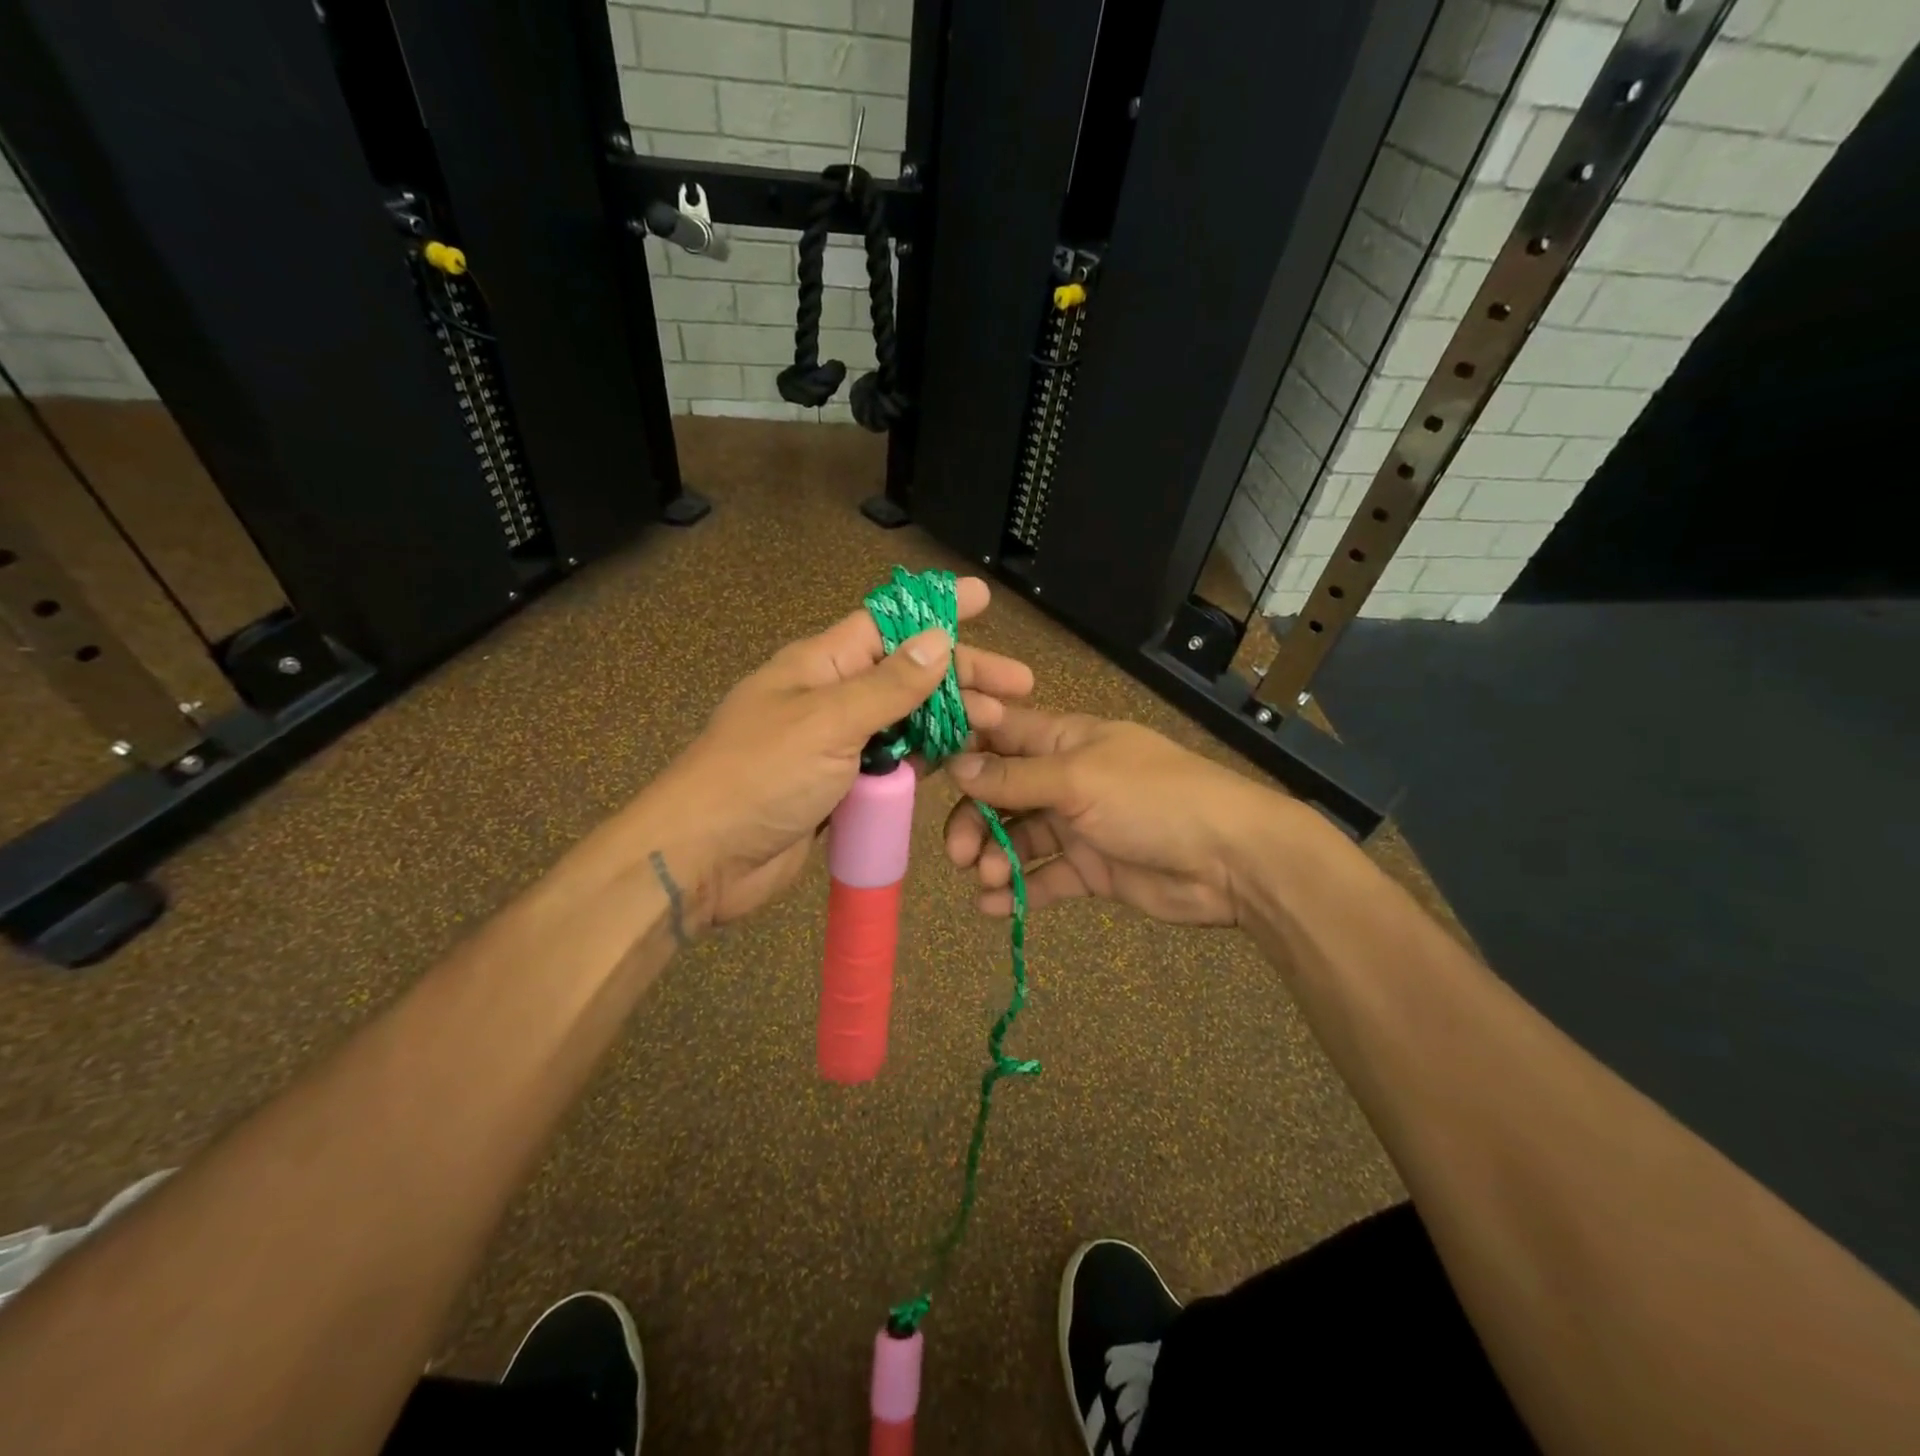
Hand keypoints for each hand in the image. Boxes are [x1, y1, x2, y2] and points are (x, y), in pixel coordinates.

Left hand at [642, 577, 1032, 929]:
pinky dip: (925, 759)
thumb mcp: (827, 721)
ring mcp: (838, 744)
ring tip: (1000, 725)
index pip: (888, 622)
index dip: (936, 609)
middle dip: (962, 675)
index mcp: (820, 664)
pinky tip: (960, 759)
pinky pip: (893, 764)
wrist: (704, 858)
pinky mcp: (843, 787)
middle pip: (907, 673)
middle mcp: (832, 697)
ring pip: (906, 721)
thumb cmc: (760, 776)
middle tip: (1019, 685)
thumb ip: (888, 685)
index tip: (983, 599)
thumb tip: (939, 639)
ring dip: (951, 720)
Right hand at [943, 707, 1291, 926]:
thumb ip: (1015, 777)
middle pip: (1001, 792)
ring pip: (1018, 837)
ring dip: (994, 857)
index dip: (963, 747)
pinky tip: (995, 906)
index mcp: (1064, 741)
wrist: (1231, 860)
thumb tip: (956, 766)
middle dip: (974, 819)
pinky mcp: (1091, 868)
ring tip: (987, 880)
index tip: (926, 773)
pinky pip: (1044, 875)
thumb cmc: (1152, 799)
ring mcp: (1078, 824)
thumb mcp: (1078, 780)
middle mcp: (1065, 778)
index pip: (1000, 733)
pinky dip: (1018, 890)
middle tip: (959, 854)